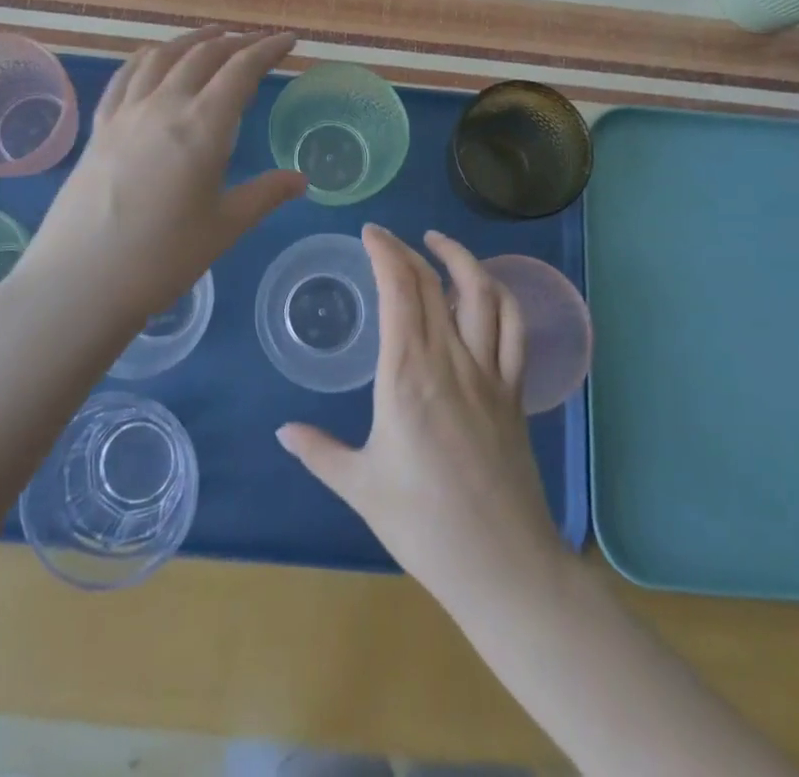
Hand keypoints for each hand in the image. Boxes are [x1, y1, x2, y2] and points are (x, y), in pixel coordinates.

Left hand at [14, 26, 306, 320]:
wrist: (80, 281)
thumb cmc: (162, 258)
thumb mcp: (224, 227)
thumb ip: (265, 195)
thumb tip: (300, 179)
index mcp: (202, 126)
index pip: (241, 70)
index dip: (268, 49)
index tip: (288, 39)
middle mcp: (164, 105)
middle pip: (203, 55)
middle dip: (236, 42)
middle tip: (258, 43)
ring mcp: (126, 113)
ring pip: (163, 56)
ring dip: (193, 40)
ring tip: (213, 37)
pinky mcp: (99, 127)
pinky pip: (126, 75)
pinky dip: (148, 57)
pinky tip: (154, 58)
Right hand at [277, 225, 566, 615]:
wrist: (502, 565)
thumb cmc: (423, 525)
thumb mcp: (360, 487)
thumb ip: (319, 452)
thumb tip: (284, 430)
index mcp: (407, 374)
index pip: (399, 290)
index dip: (385, 252)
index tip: (370, 233)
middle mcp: (450, 360)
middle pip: (434, 283)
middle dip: (408, 250)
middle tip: (388, 240)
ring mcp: (489, 372)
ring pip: (483, 293)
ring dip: (461, 259)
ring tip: (438, 244)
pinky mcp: (513, 391)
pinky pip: (514, 329)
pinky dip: (500, 297)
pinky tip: (484, 290)